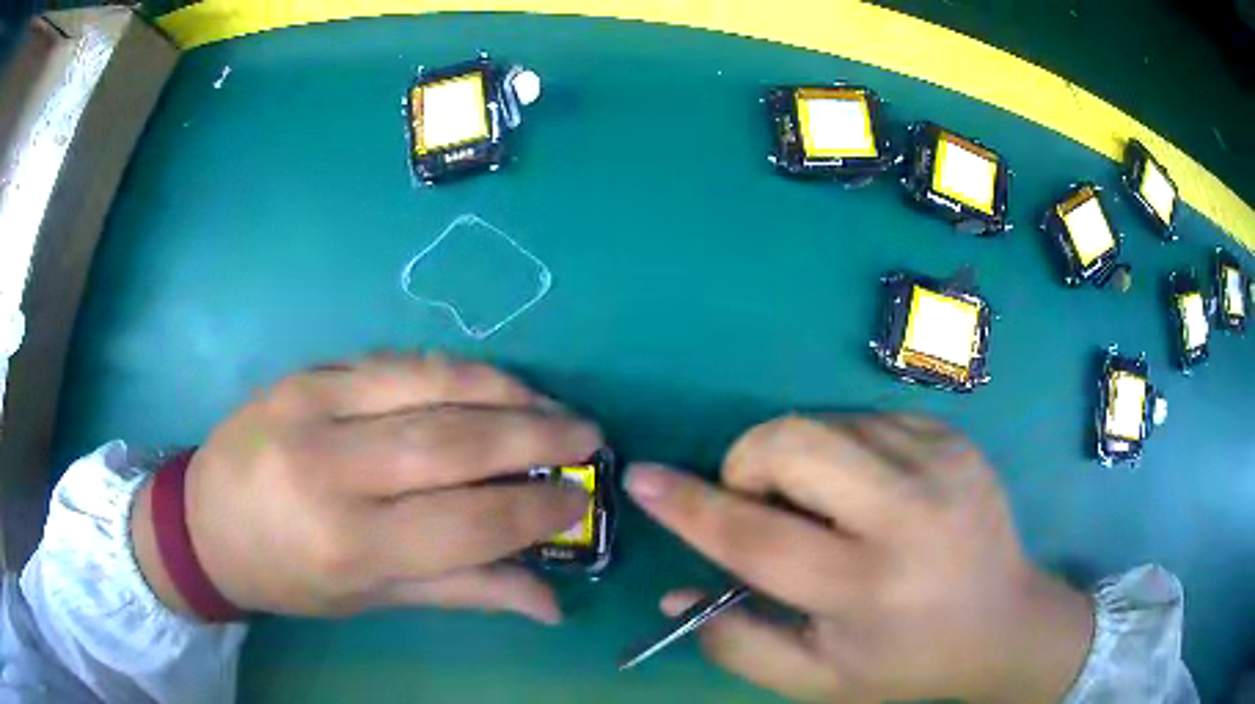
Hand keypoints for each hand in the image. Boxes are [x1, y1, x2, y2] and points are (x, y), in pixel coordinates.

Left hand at [131, 353, 599, 623]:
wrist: (205, 519)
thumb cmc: (289, 576)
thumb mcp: (371, 599)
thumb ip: (464, 590)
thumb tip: (550, 602)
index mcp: (347, 543)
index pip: (466, 522)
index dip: (535, 509)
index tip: (581, 498)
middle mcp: (330, 468)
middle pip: (452, 441)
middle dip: (534, 435)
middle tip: (588, 435)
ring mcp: (313, 405)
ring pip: (428, 383)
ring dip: (502, 389)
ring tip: (549, 402)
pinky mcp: (306, 371)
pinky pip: (395, 361)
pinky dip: (453, 370)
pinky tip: (487, 382)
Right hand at [626, 415, 1092, 702]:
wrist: (1004, 620)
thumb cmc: (906, 661)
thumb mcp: (815, 678)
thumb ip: (737, 641)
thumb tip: (678, 591)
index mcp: (868, 586)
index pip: (758, 536)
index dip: (690, 506)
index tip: (642, 478)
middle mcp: (908, 512)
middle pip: (791, 445)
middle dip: (747, 464)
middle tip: (760, 505)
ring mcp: (938, 460)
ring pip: (823, 423)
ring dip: (797, 460)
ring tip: (825, 509)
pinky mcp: (952, 434)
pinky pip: (864, 418)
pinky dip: (842, 450)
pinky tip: (869, 492)